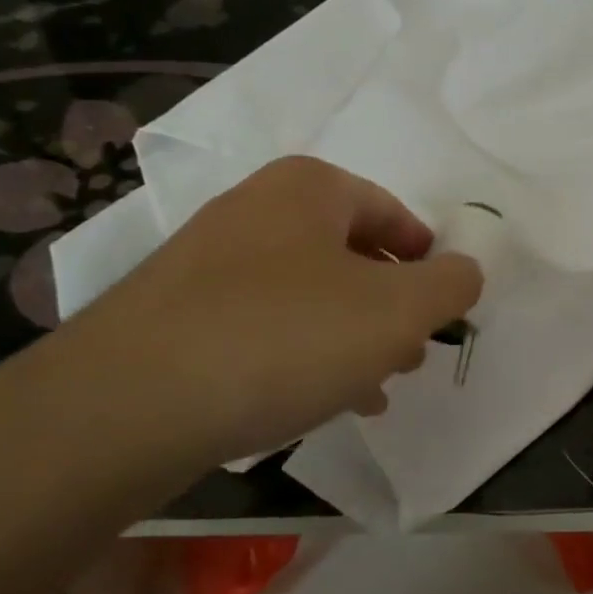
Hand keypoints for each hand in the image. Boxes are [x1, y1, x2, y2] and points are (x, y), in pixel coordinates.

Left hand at [50, 156, 481, 471]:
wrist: (128, 405)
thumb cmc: (285, 337)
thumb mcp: (398, 311)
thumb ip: (450, 284)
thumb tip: (464, 272)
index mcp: (309, 188)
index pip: (392, 212)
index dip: (427, 258)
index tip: (443, 305)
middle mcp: (255, 210)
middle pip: (350, 253)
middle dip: (390, 304)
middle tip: (413, 351)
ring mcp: (208, 263)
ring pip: (309, 294)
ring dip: (350, 336)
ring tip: (374, 385)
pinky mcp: (176, 316)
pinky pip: (264, 327)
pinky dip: (302, 355)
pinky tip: (318, 401)